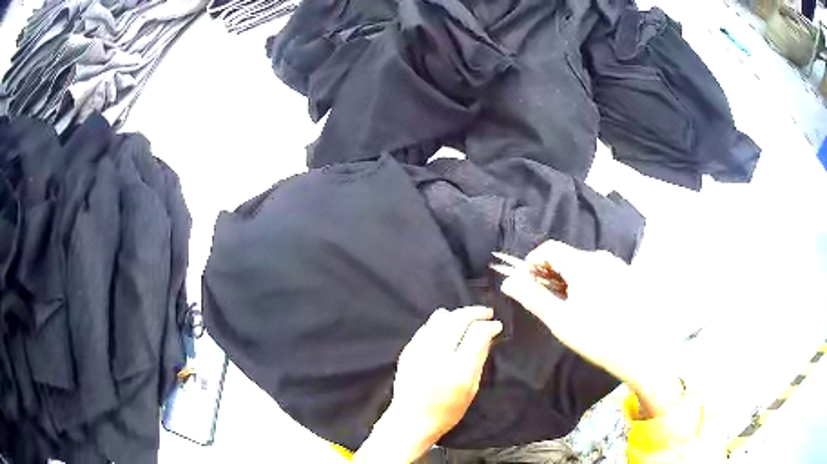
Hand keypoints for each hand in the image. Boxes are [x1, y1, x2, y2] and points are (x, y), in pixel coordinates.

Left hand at [354, 307, 501, 462]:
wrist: (410, 420)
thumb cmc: (446, 411)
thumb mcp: (471, 390)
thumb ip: (479, 360)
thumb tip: (488, 335)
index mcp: (457, 371)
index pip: (476, 335)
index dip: (488, 326)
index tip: (496, 325)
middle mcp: (436, 357)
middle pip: (457, 320)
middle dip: (474, 312)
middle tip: (486, 312)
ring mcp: (419, 351)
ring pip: (439, 319)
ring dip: (456, 314)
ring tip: (467, 318)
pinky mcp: (407, 351)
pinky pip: (426, 328)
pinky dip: (439, 323)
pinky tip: (447, 326)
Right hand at [500, 241, 682, 417]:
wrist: (642, 350)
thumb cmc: (598, 336)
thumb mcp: (560, 320)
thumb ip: (533, 297)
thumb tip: (508, 281)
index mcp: (583, 263)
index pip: (549, 248)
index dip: (531, 262)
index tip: (525, 283)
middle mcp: (602, 258)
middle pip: (567, 256)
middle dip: (550, 273)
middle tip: (546, 301)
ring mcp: (618, 266)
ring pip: (584, 265)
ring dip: (568, 279)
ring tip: (568, 307)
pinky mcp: (628, 277)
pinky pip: (600, 272)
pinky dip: (587, 283)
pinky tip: (591, 308)